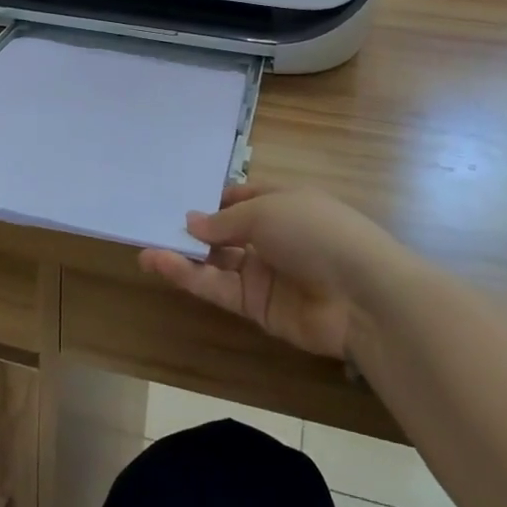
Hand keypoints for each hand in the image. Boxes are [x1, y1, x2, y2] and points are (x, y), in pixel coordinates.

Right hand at [138, 186, 397, 358]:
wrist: (361, 295)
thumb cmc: (315, 232)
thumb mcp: (266, 212)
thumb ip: (224, 221)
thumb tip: (191, 221)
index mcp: (283, 203)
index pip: (242, 198)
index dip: (213, 200)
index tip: (178, 199)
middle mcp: (273, 236)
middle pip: (226, 232)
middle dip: (194, 230)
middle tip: (153, 225)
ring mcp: (265, 274)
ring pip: (216, 263)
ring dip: (183, 256)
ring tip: (144, 249)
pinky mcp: (257, 308)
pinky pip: (219, 289)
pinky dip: (190, 277)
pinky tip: (161, 264)